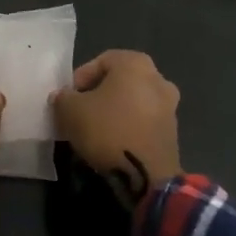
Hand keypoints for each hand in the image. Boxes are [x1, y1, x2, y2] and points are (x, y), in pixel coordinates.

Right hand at [50, 50, 181, 205]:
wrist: (146, 174)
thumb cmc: (107, 130)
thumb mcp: (71, 111)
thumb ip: (63, 98)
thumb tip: (63, 97)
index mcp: (136, 63)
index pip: (101, 61)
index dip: (79, 78)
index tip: (67, 99)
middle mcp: (158, 78)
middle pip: (118, 82)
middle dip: (96, 96)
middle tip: (78, 114)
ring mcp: (169, 105)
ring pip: (131, 102)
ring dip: (112, 112)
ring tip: (93, 131)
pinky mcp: (172, 130)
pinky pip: (142, 121)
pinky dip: (127, 127)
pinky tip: (112, 144)